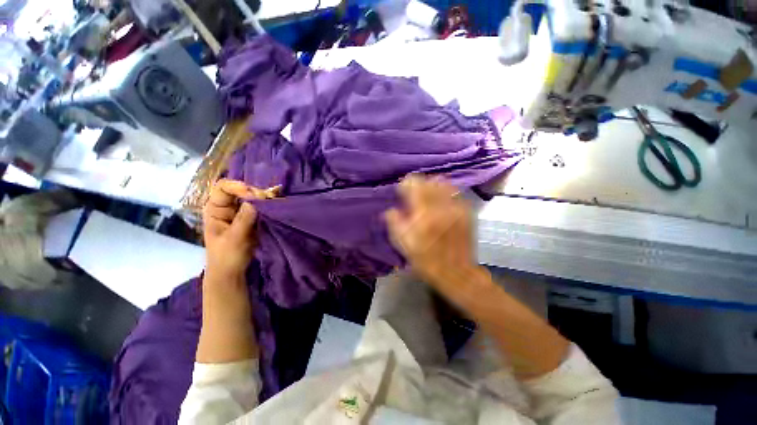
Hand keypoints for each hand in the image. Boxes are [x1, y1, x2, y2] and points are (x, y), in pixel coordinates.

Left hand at [203, 179, 278, 281]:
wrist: (232, 272)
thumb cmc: (226, 256)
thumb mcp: (234, 238)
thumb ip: (243, 219)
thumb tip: (255, 201)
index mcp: (215, 209)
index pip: (223, 188)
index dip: (238, 187)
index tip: (254, 195)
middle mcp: (227, 207)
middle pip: (239, 190)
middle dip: (255, 192)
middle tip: (269, 198)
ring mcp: (240, 212)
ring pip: (251, 197)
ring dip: (264, 197)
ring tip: (276, 197)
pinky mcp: (251, 218)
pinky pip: (260, 207)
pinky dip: (268, 203)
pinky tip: (277, 200)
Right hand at [384, 175, 476, 291]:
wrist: (455, 271)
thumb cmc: (425, 259)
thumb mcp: (403, 244)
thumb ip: (394, 222)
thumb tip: (391, 209)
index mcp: (424, 214)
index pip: (415, 184)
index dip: (406, 183)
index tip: (402, 191)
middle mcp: (442, 206)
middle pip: (428, 181)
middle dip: (418, 184)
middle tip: (413, 194)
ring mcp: (456, 208)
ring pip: (443, 184)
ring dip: (431, 186)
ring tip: (426, 196)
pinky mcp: (466, 211)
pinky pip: (453, 193)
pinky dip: (443, 193)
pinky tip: (439, 203)